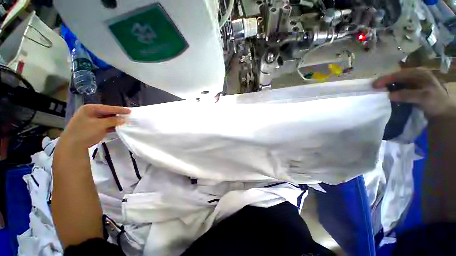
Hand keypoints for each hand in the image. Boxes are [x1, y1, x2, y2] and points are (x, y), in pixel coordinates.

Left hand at [59, 104, 130, 148]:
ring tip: (126, 122)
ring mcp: (91, 121)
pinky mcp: (93, 128)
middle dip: (118, 115)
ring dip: (115, 121)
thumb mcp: (100, 125)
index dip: (120, 110)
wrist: (72, 146)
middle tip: (128, 117)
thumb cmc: (85, 132)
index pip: (108, 108)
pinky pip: (105, 125)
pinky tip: (118, 128)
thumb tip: (124, 119)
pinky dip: (111, 126)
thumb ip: (113, 121)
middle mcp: (90, 113)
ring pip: (106, 119)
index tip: (130, 111)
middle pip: (107, 113)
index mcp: (90, 108)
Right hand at [374, 68, 454, 117]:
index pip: (399, 74)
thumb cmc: (435, 102)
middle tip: (374, 88)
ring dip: (388, 86)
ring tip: (378, 91)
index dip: (386, 79)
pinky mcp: (412, 89)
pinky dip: (392, 90)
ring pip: (397, 82)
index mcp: (419, 73)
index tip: (374, 85)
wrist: (442, 112)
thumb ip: (407, 95)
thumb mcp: (424, 97)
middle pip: (397, 76)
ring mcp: (413, 82)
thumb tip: (389, 95)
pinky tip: (387, 94)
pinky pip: (399, 87)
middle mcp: (415, 75)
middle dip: (385, 82)